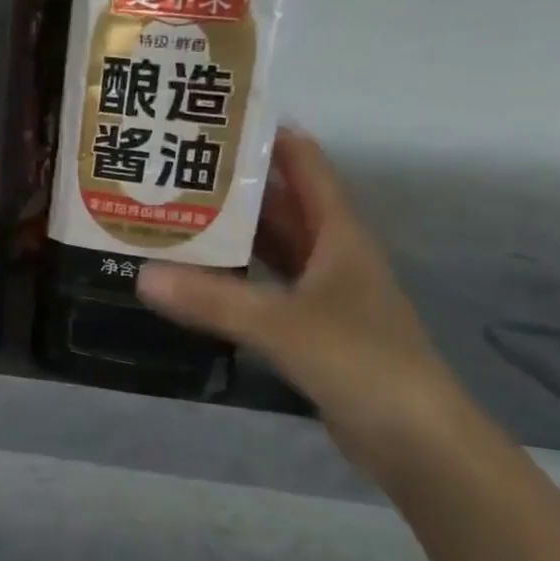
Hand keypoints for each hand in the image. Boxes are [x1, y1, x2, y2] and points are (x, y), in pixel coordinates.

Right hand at [137, 127, 475, 485]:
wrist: (416, 442)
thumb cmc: (362, 363)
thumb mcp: (283, 325)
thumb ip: (214, 300)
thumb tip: (142, 275)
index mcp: (339, 235)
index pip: (305, 167)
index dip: (270, 137)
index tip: (218, 118)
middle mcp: (332, 256)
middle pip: (282, 206)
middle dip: (236, 187)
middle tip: (177, 169)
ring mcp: (324, 296)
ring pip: (273, 250)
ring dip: (234, 235)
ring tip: (176, 216)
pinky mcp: (312, 331)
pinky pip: (266, 290)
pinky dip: (236, 280)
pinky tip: (199, 280)